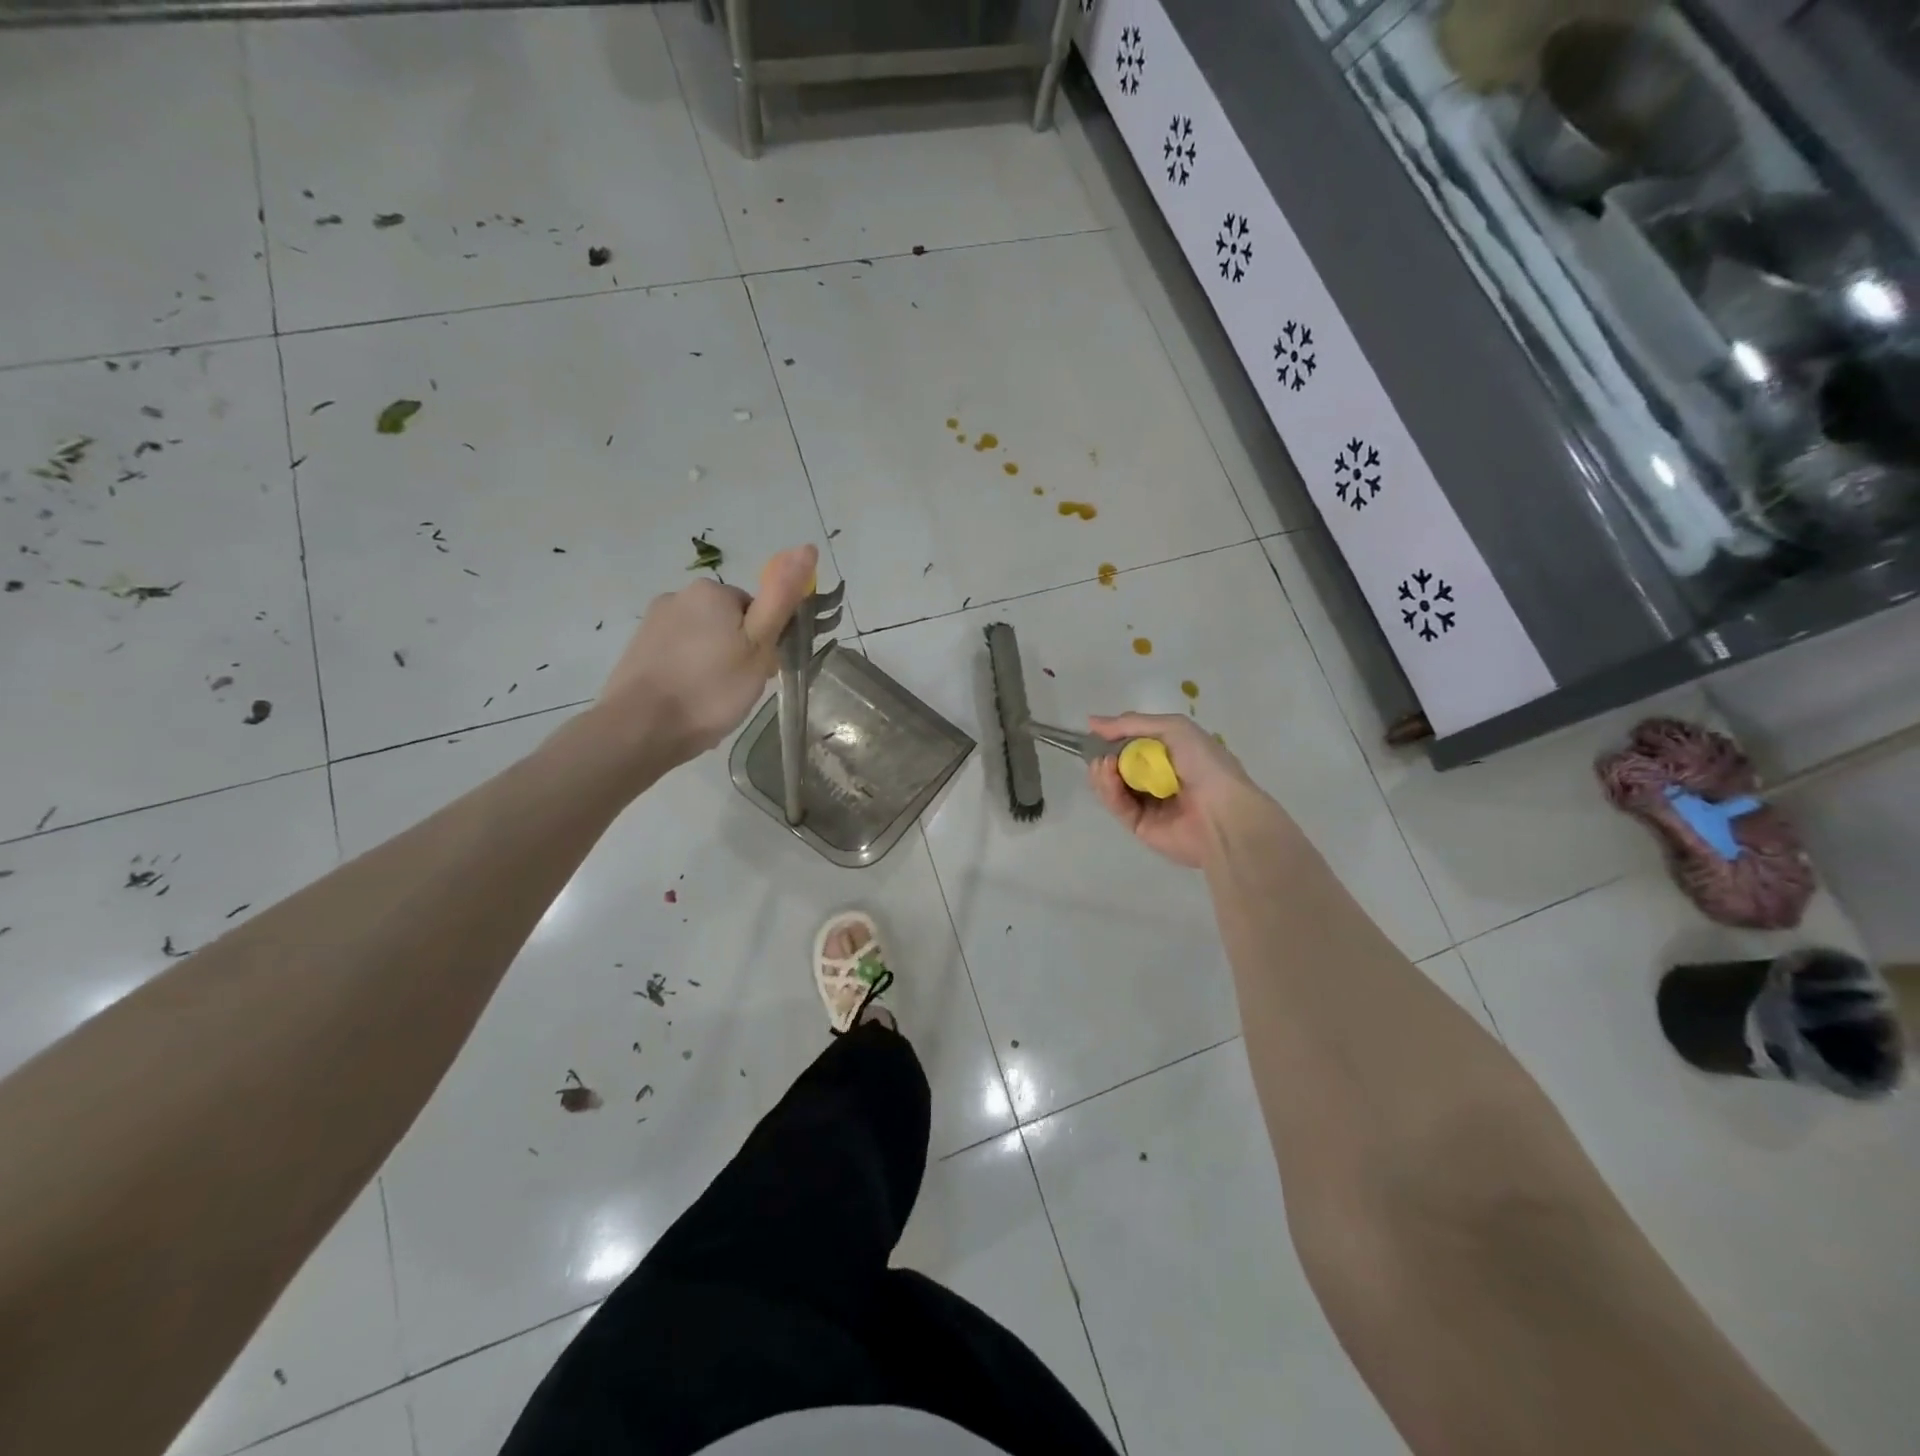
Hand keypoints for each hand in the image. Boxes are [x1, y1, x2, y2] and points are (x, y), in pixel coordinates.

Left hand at [594, 543, 819, 767]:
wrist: (640, 728)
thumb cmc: (710, 689)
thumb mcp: (758, 645)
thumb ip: (782, 597)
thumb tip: (807, 547)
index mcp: (712, 591)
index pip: (756, 610)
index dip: (764, 643)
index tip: (762, 672)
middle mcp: (679, 596)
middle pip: (728, 623)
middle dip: (738, 652)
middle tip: (739, 689)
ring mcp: (654, 623)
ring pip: (703, 641)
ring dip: (713, 664)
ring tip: (713, 700)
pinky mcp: (638, 649)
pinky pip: (679, 657)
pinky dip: (689, 675)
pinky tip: (690, 701)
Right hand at [1085, 713, 1269, 868]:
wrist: (1224, 814)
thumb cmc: (1205, 764)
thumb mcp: (1174, 728)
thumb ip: (1132, 723)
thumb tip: (1092, 721)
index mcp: (1172, 754)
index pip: (1134, 743)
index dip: (1113, 737)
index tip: (1095, 731)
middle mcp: (1158, 777)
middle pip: (1118, 765)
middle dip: (1104, 755)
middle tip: (1097, 751)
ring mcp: (1147, 802)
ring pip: (1112, 785)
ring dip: (1102, 772)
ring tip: (1103, 764)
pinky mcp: (1138, 825)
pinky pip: (1117, 805)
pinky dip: (1108, 789)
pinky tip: (1107, 774)